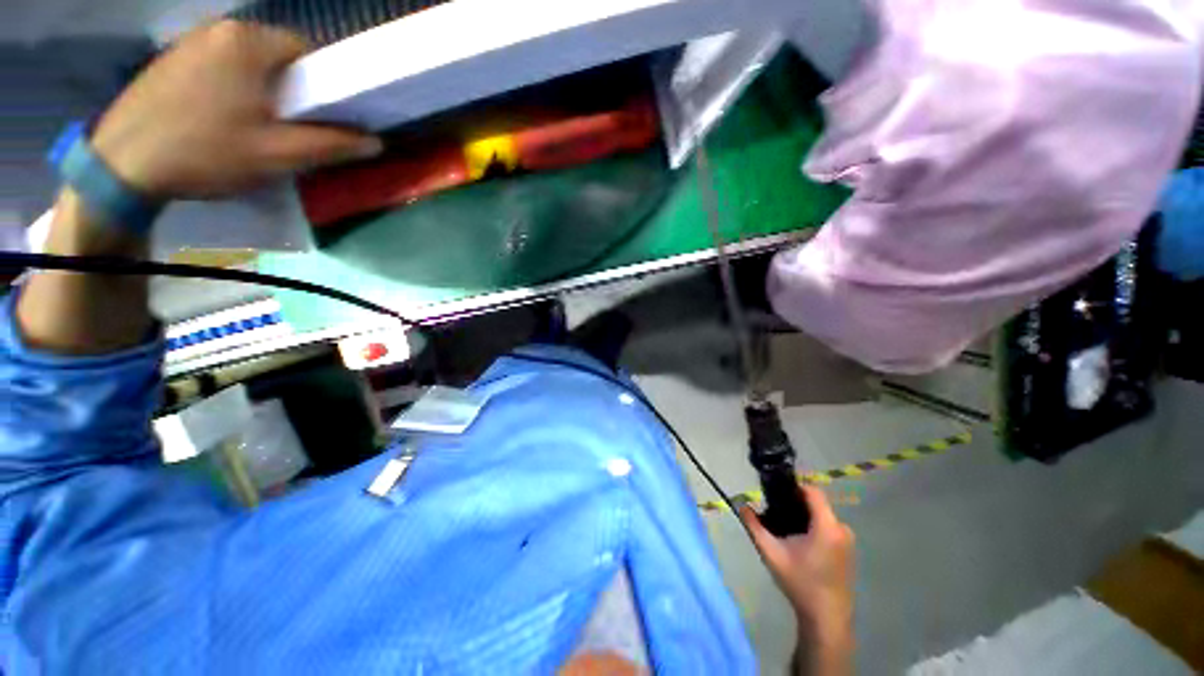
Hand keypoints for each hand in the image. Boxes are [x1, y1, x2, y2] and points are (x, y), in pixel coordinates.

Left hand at [91, 20, 382, 199]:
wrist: (123, 165)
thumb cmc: (207, 152)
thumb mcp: (279, 155)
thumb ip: (332, 145)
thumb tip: (375, 141)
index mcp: (249, 41)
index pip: (307, 51)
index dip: (322, 84)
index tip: (321, 116)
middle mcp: (220, 28)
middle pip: (275, 55)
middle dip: (290, 88)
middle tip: (287, 127)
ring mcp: (189, 40)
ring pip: (246, 61)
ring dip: (260, 89)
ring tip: (253, 125)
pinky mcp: (170, 59)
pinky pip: (218, 66)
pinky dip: (231, 88)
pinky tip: (220, 118)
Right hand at [740, 485, 854, 673]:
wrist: (826, 618)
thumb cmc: (800, 583)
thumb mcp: (771, 554)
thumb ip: (754, 527)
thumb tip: (741, 505)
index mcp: (827, 526)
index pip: (812, 491)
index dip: (793, 487)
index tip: (775, 493)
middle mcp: (842, 528)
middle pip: (816, 502)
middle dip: (795, 503)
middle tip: (775, 512)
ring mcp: (847, 540)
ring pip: (821, 515)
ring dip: (804, 515)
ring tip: (784, 528)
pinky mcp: (847, 549)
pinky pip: (828, 526)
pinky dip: (813, 526)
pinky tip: (800, 542)